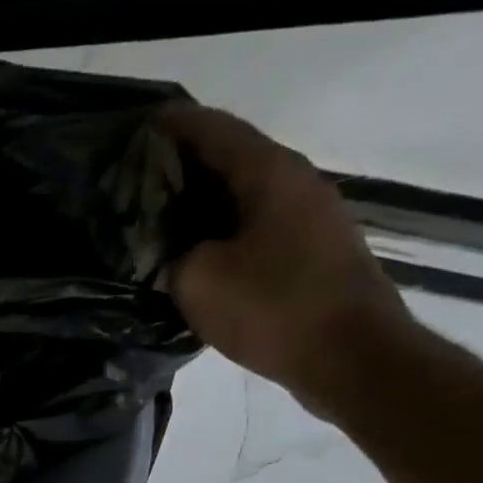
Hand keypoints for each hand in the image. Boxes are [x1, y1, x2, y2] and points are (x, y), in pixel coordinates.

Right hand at [155, 103, 419, 417]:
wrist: (352, 357)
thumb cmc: (273, 307)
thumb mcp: (196, 279)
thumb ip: (168, 252)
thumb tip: (160, 245)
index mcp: (269, 173)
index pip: (213, 129)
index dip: (171, 124)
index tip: (131, 128)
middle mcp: (294, 183)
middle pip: (229, 157)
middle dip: (180, 163)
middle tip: (130, 177)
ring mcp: (308, 217)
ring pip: (241, 193)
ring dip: (199, 199)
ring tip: (152, 214)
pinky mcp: (309, 251)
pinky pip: (252, 224)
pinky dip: (217, 227)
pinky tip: (189, 250)